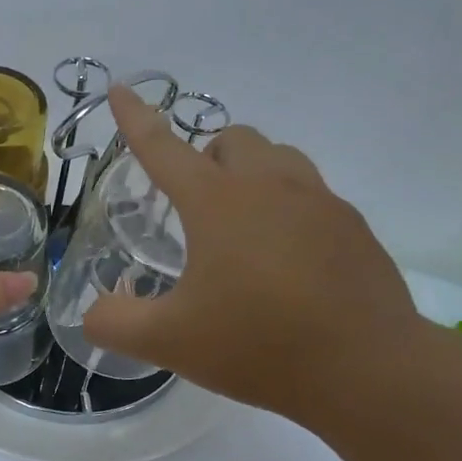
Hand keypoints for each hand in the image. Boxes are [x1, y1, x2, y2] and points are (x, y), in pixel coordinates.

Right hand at [83, 86, 420, 421]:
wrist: (367, 370)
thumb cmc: (258, 344)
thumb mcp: (168, 341)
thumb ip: (114, 323)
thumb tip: (94, 312)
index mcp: (218, 202)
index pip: (164, 147)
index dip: (135, 119)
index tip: (118, 90)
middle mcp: (271, 186)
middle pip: (232, 140)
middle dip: (205, 158)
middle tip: (194, 208)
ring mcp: (321, 202)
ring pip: (279, 158)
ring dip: (250, 175)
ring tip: (240, 229)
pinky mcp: (354, 228)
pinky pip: (313, 195)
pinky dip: (287, 209)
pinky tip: (286, 263)